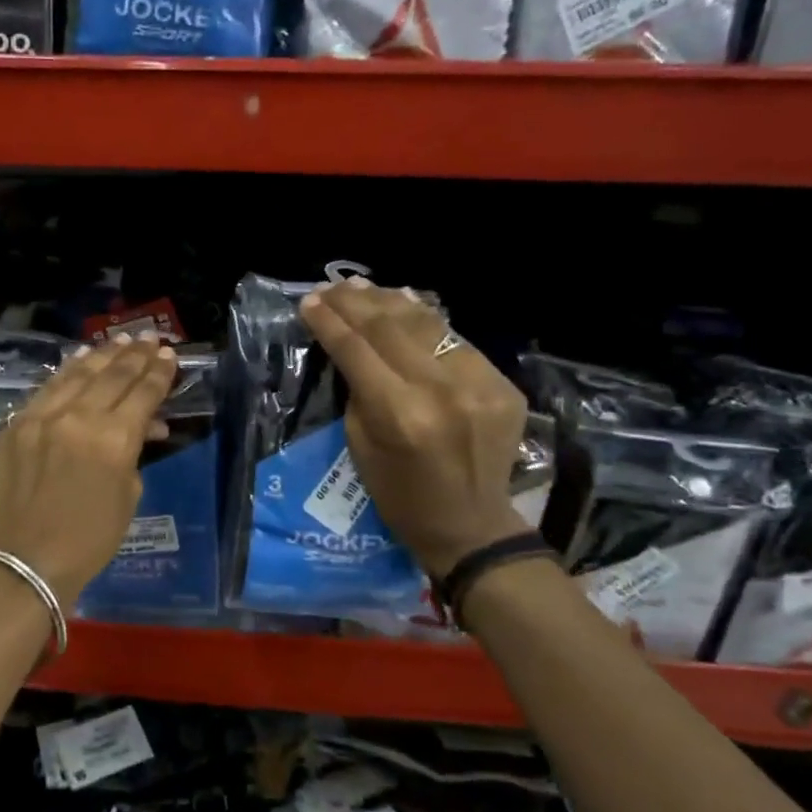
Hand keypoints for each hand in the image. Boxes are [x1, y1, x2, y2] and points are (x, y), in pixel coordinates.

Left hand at [0, 335, 179, 608]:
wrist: (26, 560)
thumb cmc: (89, 539)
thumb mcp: (128, 495)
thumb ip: (135, 452)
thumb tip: (145, 426)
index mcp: (112, 440)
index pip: (142, 394)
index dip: (159, 373)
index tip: (169, 355)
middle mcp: (77, 418)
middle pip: (112, 376)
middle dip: (135, 356)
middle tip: (150, 339)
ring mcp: (41, 417)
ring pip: (78, 374)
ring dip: (103, 355)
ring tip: (121, 340)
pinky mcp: (16, 424)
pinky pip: (48, 388)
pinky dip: (68, 371)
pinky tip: (80, 359)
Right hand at [300, 279, 529, 575]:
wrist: (470, 526)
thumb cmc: (399, 496)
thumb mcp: (359, 445)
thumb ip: (358, 391)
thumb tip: (351, 346)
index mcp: (399, 413)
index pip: (356, 350)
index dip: (329, 322)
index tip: (309, 302)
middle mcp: (441, 390)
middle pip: (390, 327)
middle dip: (354, 303)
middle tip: (330, 288)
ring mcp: (479, 383)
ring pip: (426, 324)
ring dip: (389, 300)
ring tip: (360, 286)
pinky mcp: (502, 384)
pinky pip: (455, 340)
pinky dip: (426, 319)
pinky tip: (404, 302)